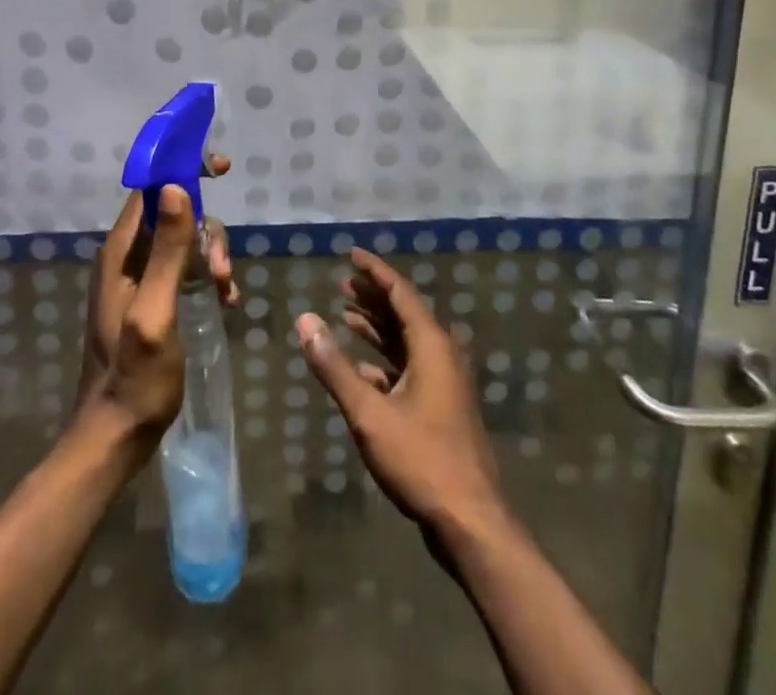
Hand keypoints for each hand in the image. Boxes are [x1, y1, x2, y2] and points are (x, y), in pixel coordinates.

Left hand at [77, 158, 234, 442]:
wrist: (115, 436)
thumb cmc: (135, 377)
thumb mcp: (156, 312)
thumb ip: (168, 252)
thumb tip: (175, 186)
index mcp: (120, 251)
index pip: (150, 187)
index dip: (182, 169)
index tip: (220, 169)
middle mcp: (127, 256)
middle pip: (175, 213)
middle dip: (206, 233)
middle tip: (224, 272)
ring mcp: (138, 277)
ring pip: (185, 241)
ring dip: (212, 258)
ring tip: (226, 294)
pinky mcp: (151, 298)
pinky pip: (185, 268)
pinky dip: (208, 277)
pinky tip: (225, 303)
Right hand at [298, 249, 504, 538]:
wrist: (470, 522)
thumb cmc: (420, 459)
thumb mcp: (368, 412)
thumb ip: (334, 366)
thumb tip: (305, 320)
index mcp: (432, 345)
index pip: (400, 292)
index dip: (375, 271)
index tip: (352, 254)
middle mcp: (442, 355)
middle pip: (404, 313)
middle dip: (373, 296)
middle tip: (341, 284)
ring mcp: (445, 383)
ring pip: (406, 342)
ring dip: (377, 328)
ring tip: (344, 314)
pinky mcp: (442, 408)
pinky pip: (410, 369)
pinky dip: (384, 362)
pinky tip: (360, 367)